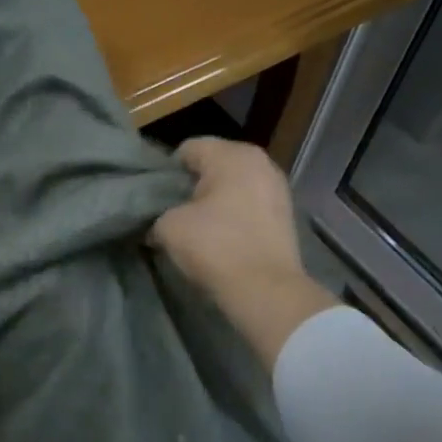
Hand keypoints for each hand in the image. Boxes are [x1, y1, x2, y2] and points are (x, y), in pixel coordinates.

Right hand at [152, 138, 339, 367]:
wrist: (266, 291)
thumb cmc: (215, 247)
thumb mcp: (168, 227)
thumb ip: (157, 214)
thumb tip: (155, 223)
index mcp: (232, 154)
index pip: (187, 149)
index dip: (166, 172)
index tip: (155, 198)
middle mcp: (260, 162)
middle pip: (212, 165)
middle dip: (191, 185)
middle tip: (172, 212)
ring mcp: (277, 188)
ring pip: (232, 186)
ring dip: (213, 201)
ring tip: (195, 227)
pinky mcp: (285, 215)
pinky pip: (248, 205)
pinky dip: (233, 215)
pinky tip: (220, 237)